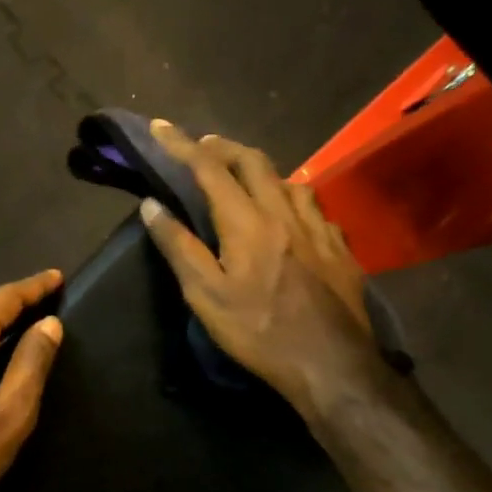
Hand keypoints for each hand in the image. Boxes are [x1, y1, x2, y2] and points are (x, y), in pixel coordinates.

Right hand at [139, 120, 396, 415]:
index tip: (161, 127)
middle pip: (254, 162)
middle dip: (224, 147)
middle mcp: (285, 212)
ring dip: (260, 170)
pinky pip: (313, 206)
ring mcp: (318, 227)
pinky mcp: (339, 247)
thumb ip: (179, 247)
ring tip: (244, 180)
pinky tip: (290, 215)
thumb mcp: (206, 296)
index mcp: (247, 222)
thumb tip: (152, 206)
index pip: (210, 170)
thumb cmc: (258, 333)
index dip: (182, 145)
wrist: (330, 364)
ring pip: (288, 180)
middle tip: (202, 148)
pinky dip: (291, 197)